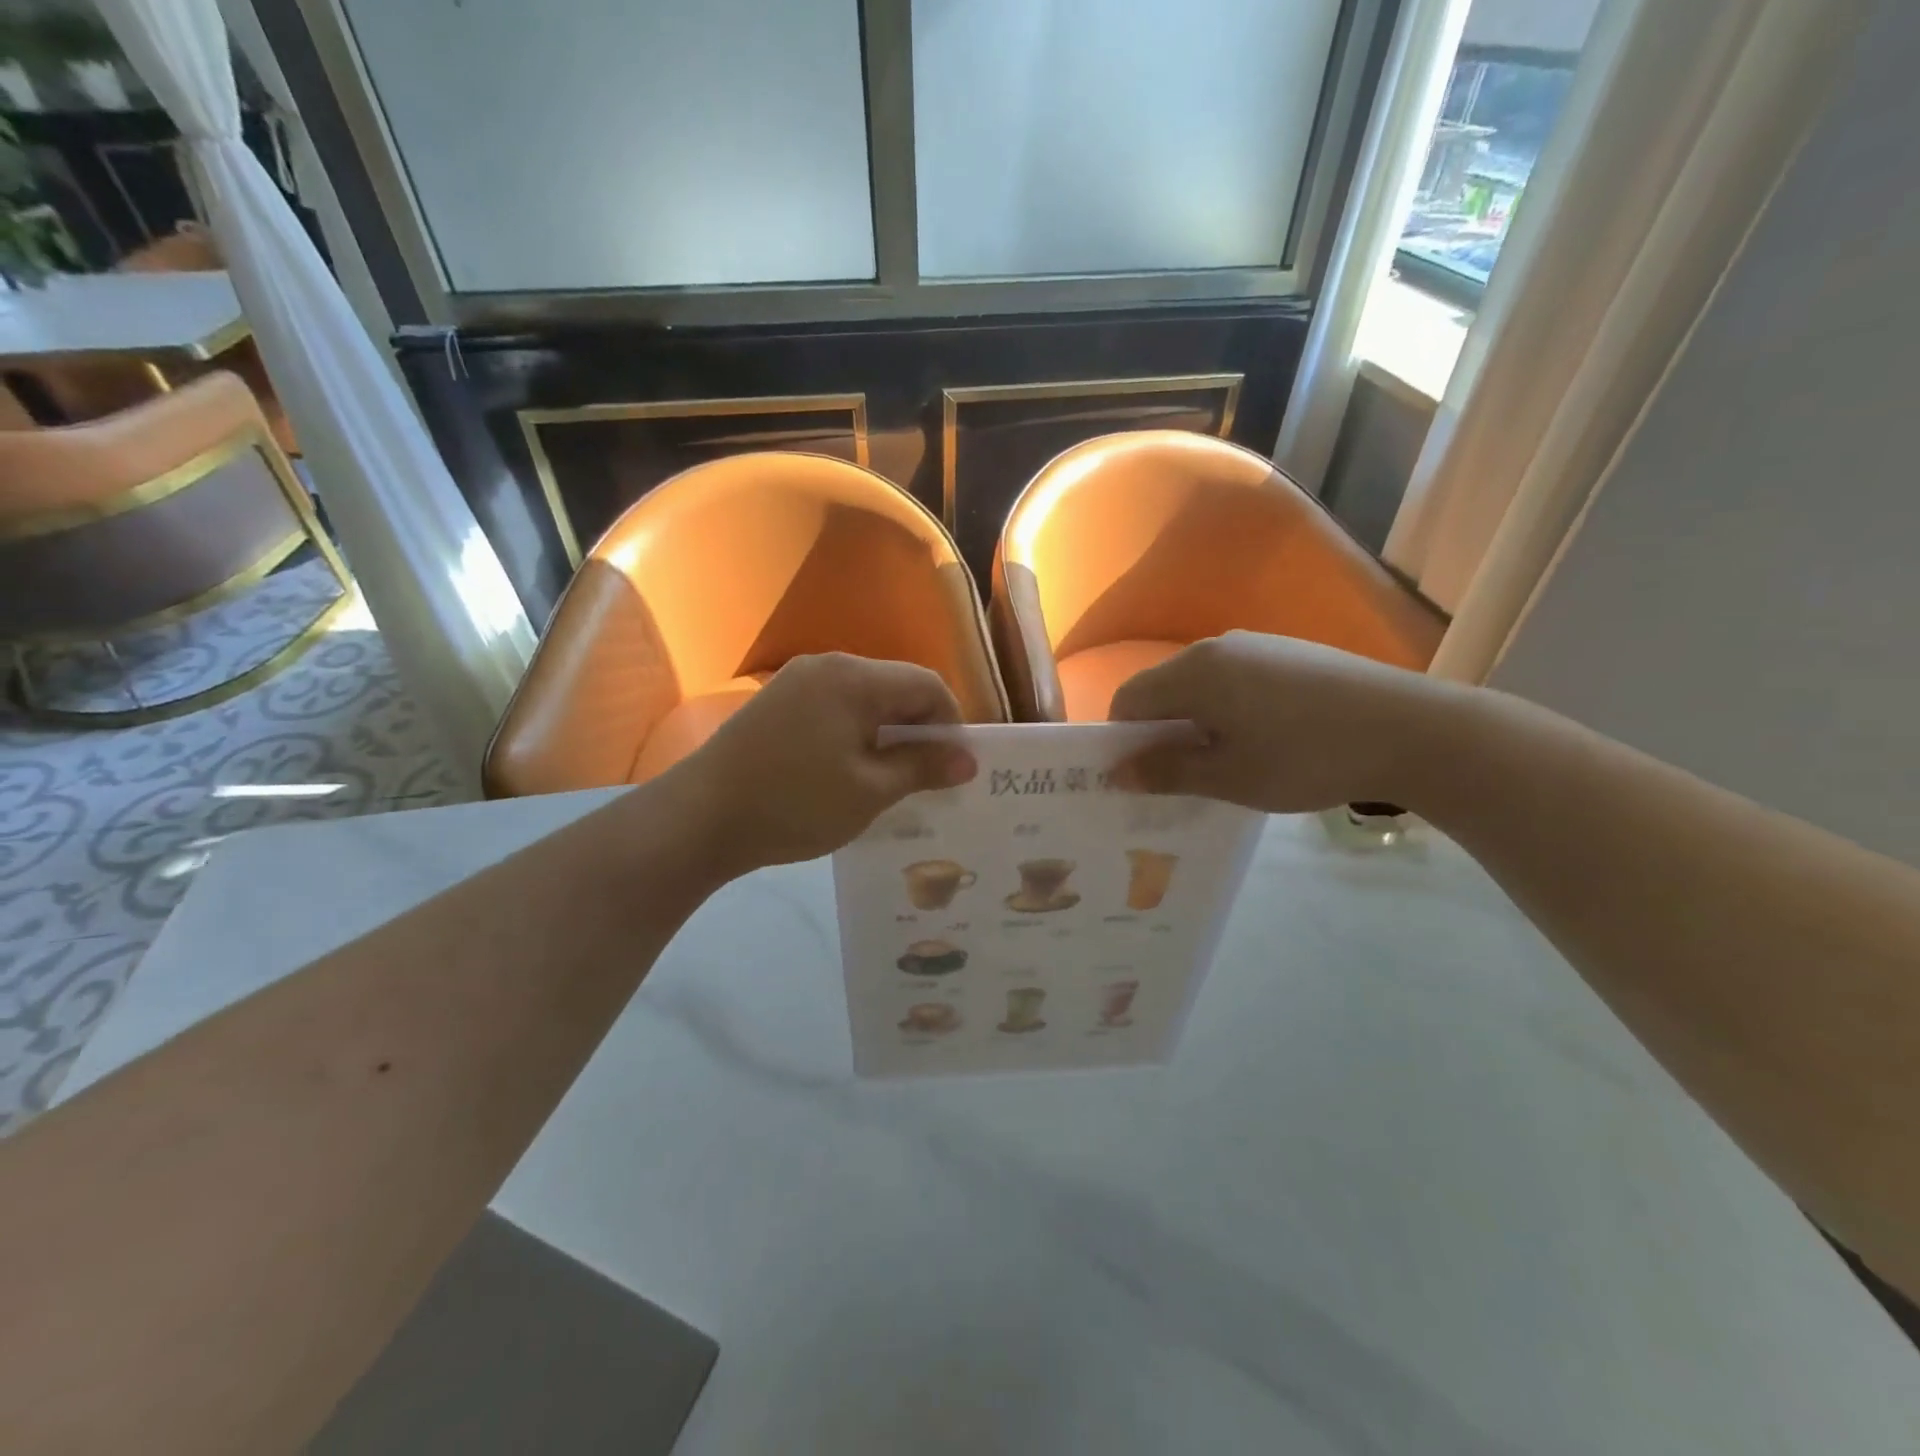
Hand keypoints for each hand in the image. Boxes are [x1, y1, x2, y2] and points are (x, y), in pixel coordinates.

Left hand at [670, 653, 977, 876]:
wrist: (700, 818)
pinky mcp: (777, 702)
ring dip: (887, 732)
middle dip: (919, 729)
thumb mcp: (870, 792)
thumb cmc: (795, 804)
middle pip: (896, 687)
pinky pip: (835, 707)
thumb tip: (967, 760)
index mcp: (854, 678)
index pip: (927, 685)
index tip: (953, 769)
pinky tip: (849, 770)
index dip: (951, 725)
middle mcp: (828, 665)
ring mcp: (797, 681)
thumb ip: (922, 768)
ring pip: (865, 698)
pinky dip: (856, 732)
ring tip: (890, 778)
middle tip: (927, 778)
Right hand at [1108, 631, 1452, 813]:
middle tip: (1180, 778)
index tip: (1140, 777)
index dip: (1123, 740)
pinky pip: (1236, 680)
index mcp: (1194, 672)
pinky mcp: (1290, 653)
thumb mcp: (1230, 777)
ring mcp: (1258, 645)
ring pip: (1201, 685)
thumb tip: (1117, 772)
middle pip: (1164, 689)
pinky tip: (1264, 740)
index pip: (1129, 699)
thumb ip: (1168, 772)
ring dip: (1195, 722)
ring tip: (1225, 763)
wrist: (1412, 730)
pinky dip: (1228, 709)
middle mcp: (1219, 647)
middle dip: (1160, 732)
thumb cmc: (1305, 758)